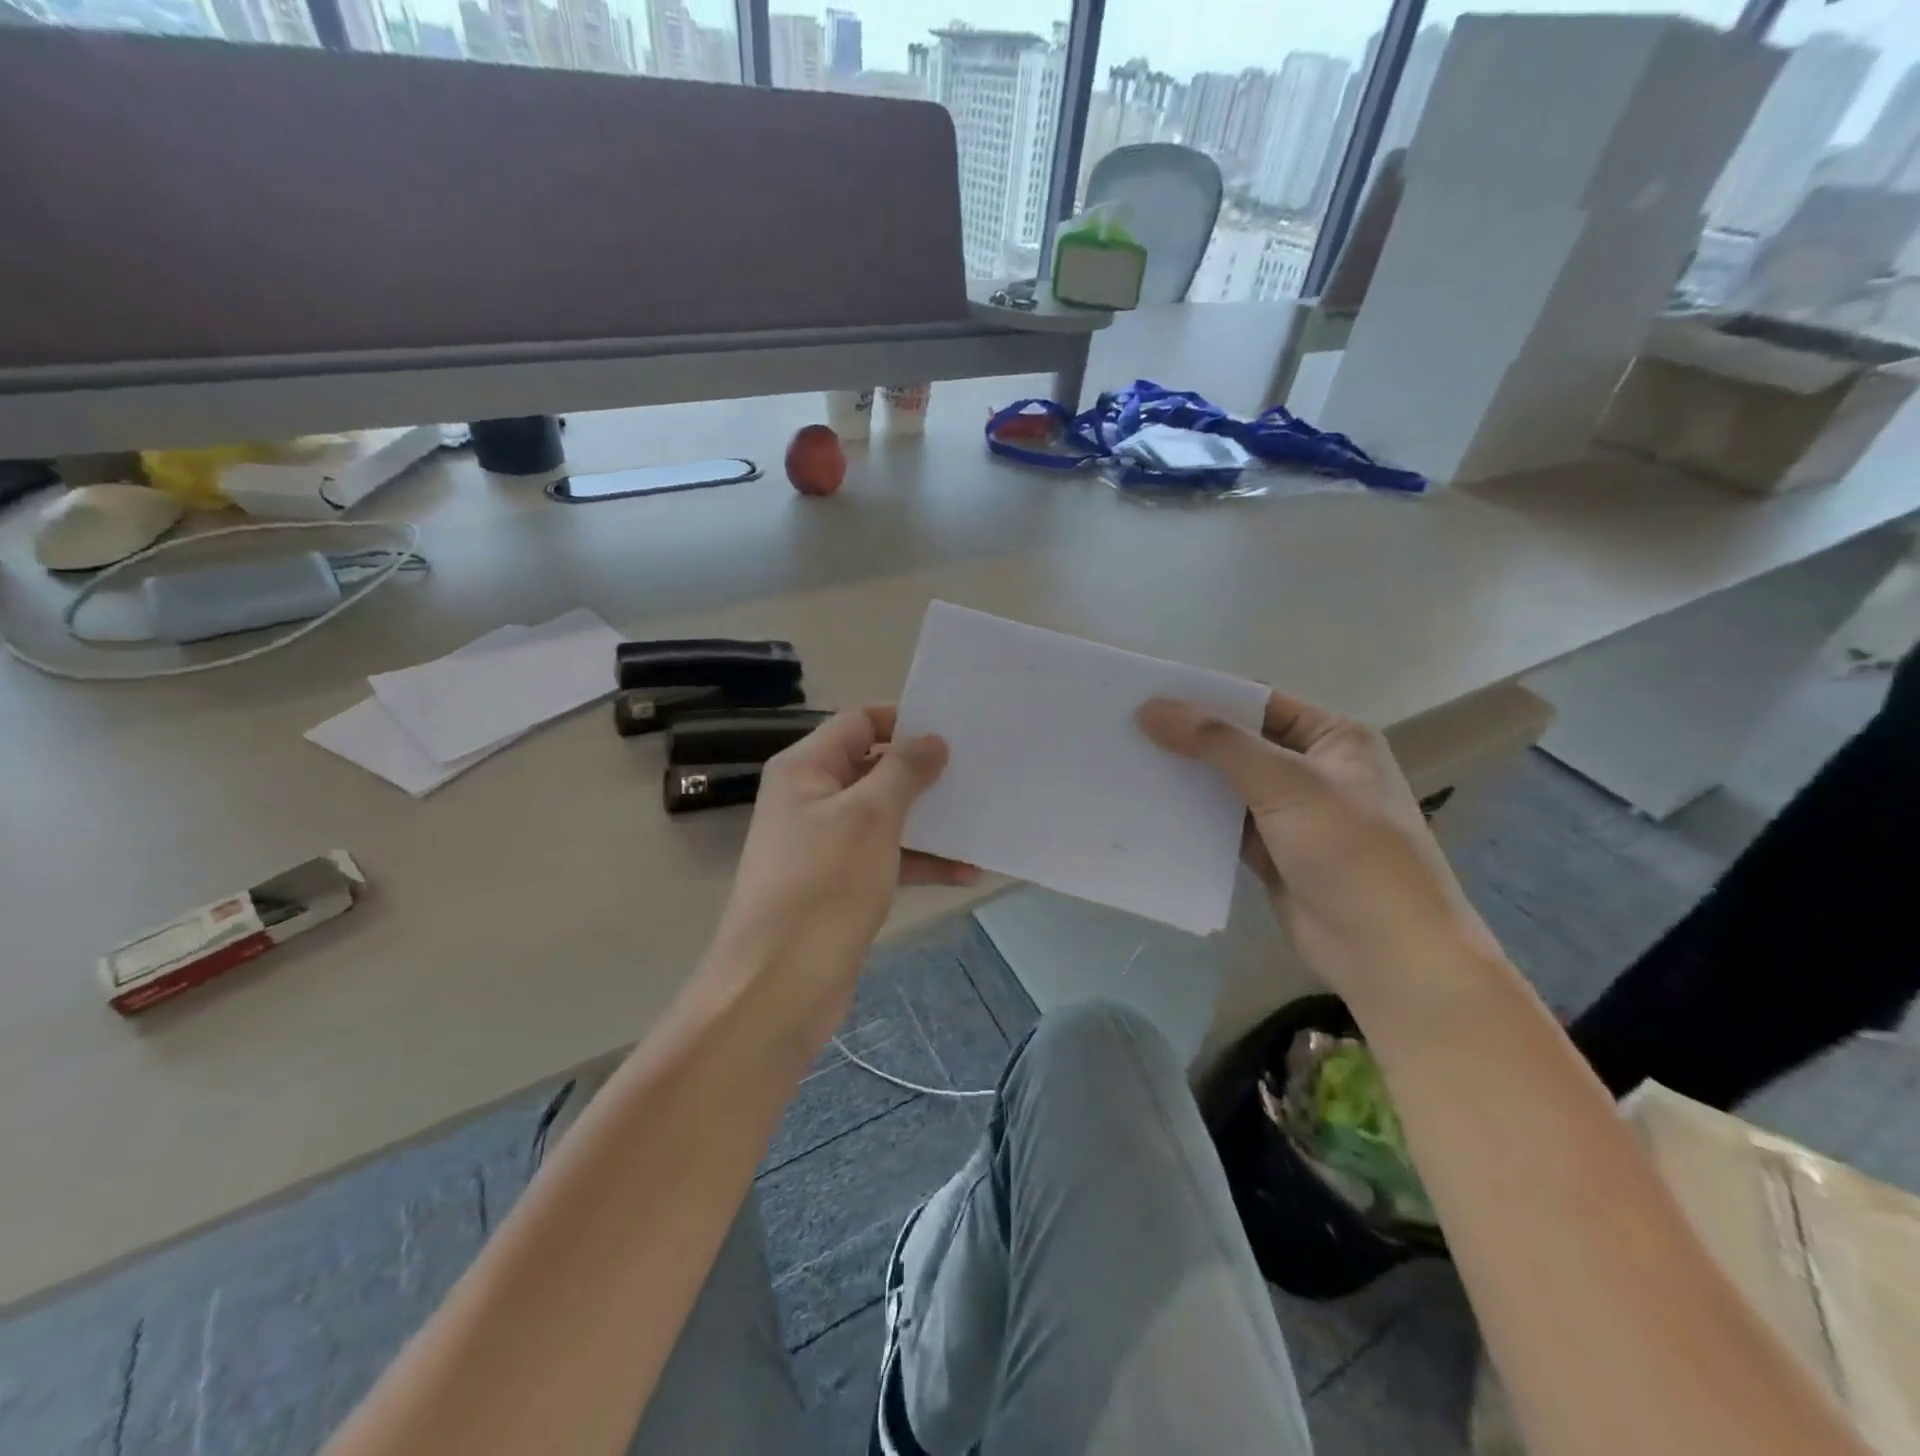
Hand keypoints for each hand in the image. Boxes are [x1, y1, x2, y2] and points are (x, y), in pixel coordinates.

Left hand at [709, 705, 976, 1046]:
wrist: (779, 986)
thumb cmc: (824, 886)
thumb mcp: (870, 817)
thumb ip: (904, 771)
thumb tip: (931, 740)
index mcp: (806, 769)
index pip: (858, 722)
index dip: (904, 719)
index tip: (954, 730)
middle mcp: (811, 799)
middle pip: (874, 768)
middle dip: (924, 771)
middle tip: (977, 770)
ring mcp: (825, 844)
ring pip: (885, 816)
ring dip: (929, 819)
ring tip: (981, 818)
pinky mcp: (840, 884)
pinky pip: (886, 857)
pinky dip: (921, 861)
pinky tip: (966, 871)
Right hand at [1138, 692, 1492, 1001]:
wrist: (1387, 953)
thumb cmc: (1350, 852)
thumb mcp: (1286, 784)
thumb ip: (1217, 743)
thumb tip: (1150, 708)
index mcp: (1332, 738)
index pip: (1258, 702)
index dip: (1204, 696)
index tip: (1145, 694)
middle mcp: (1310, 769)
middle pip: (1237, 742)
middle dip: (1186, 738)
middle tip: (1123, 729)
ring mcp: (1289, 814)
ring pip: (1225, 785)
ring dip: (1184, 778)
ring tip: (1123, 763)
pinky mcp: (1269, 853)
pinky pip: (1221, 825)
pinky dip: (1191, 818)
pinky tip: (1147, 808)